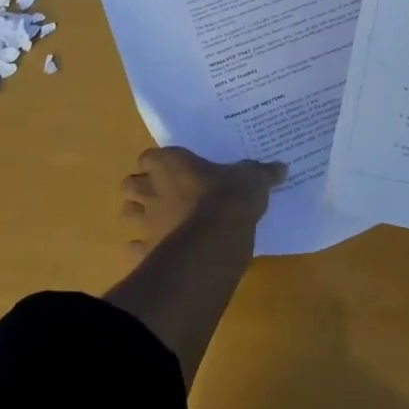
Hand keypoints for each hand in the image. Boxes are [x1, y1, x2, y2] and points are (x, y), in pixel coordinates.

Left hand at [119, 147, 284, 253]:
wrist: (215, 240)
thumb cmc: (230, 197)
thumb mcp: (253, 178)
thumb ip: (263, 173)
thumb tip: (281, 167)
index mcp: (170, 164)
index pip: (149, 156)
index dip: (158, 163)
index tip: (173, 169)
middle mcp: (151, 189)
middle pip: (130, 184)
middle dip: (141, 188)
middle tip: (162, 194)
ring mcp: (144, 221)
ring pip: (127, 214)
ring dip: (138, 216)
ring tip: (158, 221)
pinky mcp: (144, 251)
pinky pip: (134, 249)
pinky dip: (143, 250)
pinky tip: (160, 252)